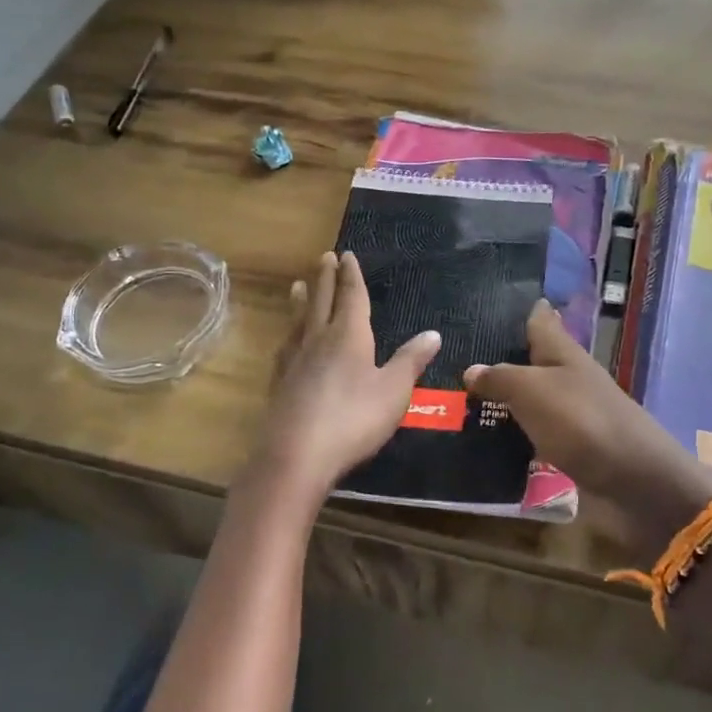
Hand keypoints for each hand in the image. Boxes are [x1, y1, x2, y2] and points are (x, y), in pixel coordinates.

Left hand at [248, 252, 440, 502]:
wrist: (296, 456)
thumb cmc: (354, 419)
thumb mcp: (394, 390)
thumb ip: (411, 361)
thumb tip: (432, 333)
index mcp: (349, 336)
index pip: (351, 297)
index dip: (352, 276)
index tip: (347, 255)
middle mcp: (318, 340)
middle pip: (322, 302)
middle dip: (325, 278)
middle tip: (323, 257)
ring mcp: (294, 362)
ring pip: (299, 322)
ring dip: (301, 301)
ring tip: (298, 286)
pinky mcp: (279, 384)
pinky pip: (285, 348)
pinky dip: (289, 335)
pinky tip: (287, 341)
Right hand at [464, 301, 711, 549]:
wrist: (631, 482)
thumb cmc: (580, 421)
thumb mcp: (532, 390)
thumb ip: (500, 377)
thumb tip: (472, 370)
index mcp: (563, 353)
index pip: (540, 320)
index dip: (519, 309)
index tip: (488, 302)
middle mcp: (568, 379)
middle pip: (532, 362)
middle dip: (500, 359)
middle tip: (454, 359)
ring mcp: (571, 416)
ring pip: (530, 401)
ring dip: (502, 401)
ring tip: (457, 402)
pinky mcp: (569, 450)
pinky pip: (533, 437)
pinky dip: (512, 438)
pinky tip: (482, 443)